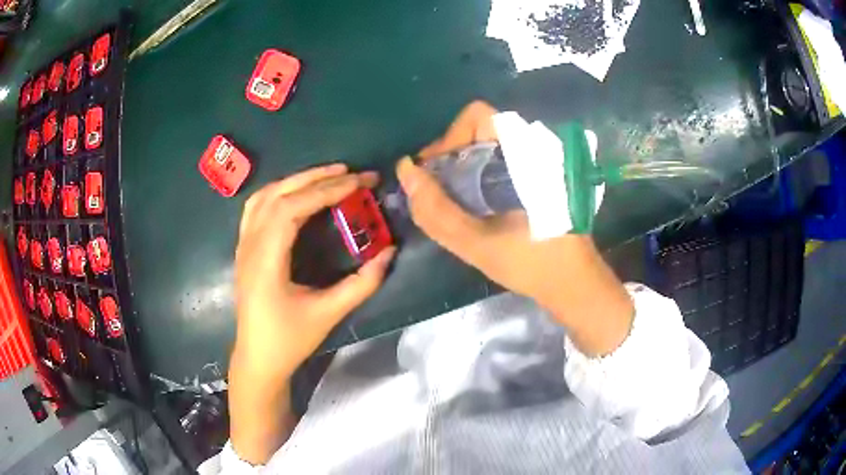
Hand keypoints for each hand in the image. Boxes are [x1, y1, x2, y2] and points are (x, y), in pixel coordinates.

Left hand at [230, 164, 394, 463]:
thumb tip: (389, 252)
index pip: (293, 208)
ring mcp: (243, 245)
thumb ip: (362, 283)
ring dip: (296, 181)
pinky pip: (256, 208)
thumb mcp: (328, 314)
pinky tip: (296, 193)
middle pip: (279, 195)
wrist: (258, 359)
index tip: (359, 183)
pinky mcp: (244, 249)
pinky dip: (279, 192)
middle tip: (351, 173)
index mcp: (266, 260)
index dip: (327, 191)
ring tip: (327, 176)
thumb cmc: (289, 340)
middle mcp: (250, 245)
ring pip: (265, 197)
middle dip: (316, 178)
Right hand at [398, 101, 632, 355]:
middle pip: (478, 132)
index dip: (448, 140)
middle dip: (450, 158)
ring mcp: (536, 162)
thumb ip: (435, 208)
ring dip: (462, 169)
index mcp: (523, 154)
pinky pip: (498, 163)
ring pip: (487, 148)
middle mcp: (531, 148)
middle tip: (438, 193)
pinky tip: (474, 207)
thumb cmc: (530, 262)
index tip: (435, 175)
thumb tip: (405, 171)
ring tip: (453, 204)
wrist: (572, 281)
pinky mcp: (537, 177)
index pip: (476, 117)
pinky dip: (478, 178)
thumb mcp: (475, 242)